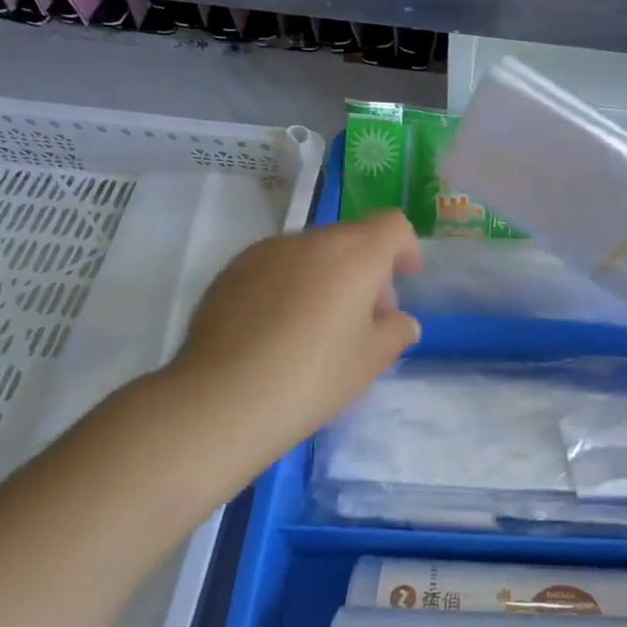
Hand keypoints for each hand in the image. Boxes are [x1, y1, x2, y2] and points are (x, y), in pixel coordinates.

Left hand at [148, 212, 422, 465]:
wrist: (220, 400)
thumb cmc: (312, 377)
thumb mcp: (371, 361)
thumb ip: (396, 332)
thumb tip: (400, 321)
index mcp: (355, 254)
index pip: (392, 225)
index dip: (405, 247)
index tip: (406, 279)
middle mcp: (311, 240)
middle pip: (351, 238)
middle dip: (366, 269)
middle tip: (364, 319)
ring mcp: (265, 252)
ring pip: (311, 253)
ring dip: (326, 276)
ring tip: (316, 328)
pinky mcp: (231, 271)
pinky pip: (275, 268)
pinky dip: (289, 286)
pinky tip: (277, 331)